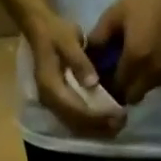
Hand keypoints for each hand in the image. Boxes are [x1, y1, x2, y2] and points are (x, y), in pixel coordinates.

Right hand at [23, 10, 121, 138]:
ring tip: (117, 125)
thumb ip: (79, 61)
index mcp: (50, 86)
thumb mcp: (68, 39)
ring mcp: (52, 105)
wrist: (39, 30)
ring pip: (75, 126)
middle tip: (122, 123)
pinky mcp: (57, 105)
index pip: (75, 109)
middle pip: (75, 123)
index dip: (97, 116)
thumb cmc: (55, 32)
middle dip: (99, 127)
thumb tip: (93, 83)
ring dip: (96, 129)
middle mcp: (49, 101)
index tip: (117, 115)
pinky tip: (106, 122)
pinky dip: (90, 125)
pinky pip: (74, 122)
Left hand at [87, 0, 160, 105]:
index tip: (106, 80)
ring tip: (141, 61)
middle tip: (121, 74)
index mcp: (135, 59)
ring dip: (142, 82)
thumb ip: (99, 37)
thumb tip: (86, 56)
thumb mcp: (116, 13)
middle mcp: (154, 73)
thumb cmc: (148, 0)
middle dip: (125, 90)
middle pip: (133, 96)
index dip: (109, 88)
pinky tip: (158, 55)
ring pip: (149, 89)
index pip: (117, 88)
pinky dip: (158, 74)